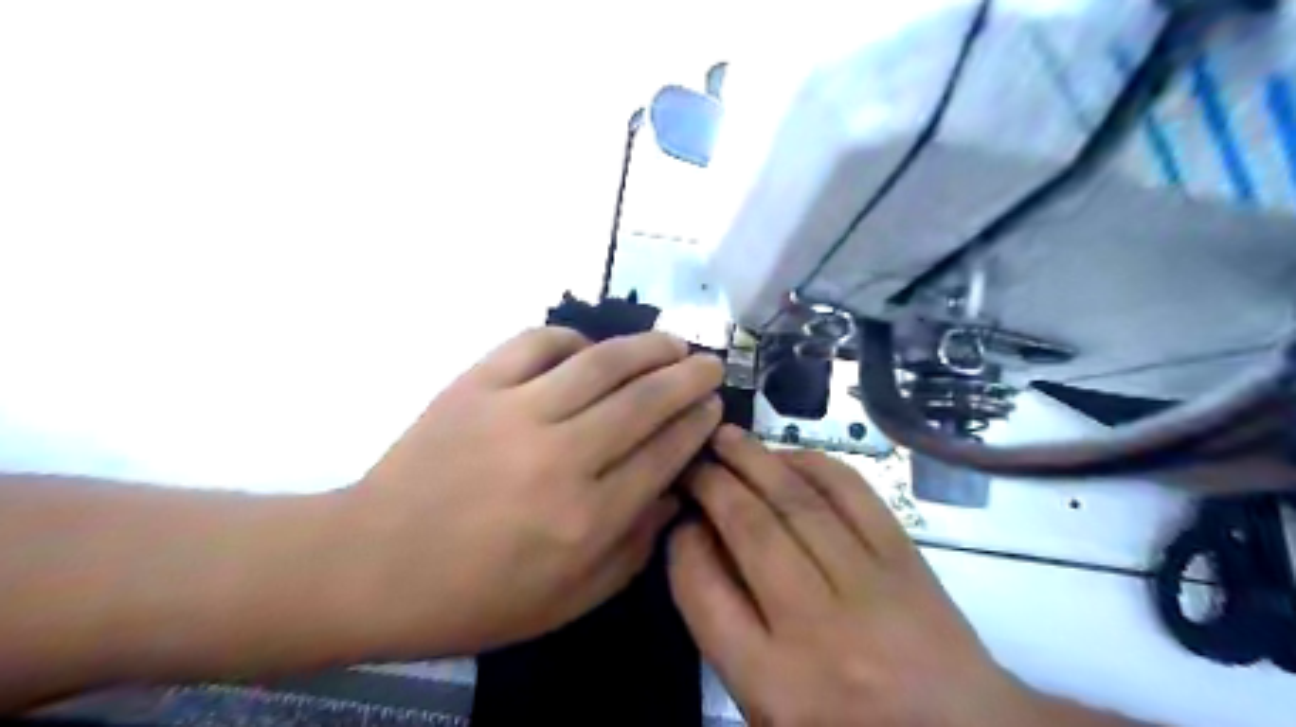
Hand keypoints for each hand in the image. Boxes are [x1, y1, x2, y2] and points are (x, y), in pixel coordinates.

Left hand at [350, 326, 724, 655]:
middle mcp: (561, 458)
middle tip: (710, 364)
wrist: (372, 565)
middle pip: (644, 401)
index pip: (663, 453)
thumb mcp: (569, 600)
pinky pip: (537, 344)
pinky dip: (572, 338)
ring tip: (672, 342)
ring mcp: (516, 412)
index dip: (696, 424)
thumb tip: (672, 493)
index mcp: (587, 519)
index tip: (713, 407)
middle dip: (688, 378)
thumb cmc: (476, 595)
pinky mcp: (476, 385)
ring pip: (601, 364)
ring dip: (647, 347)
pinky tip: (588, 348)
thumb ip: (634, 550)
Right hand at [672, 426, 1040, 725]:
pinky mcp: (906, 559)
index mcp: (773, 682)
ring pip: (799, 503)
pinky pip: (854, 495)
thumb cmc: (846, 722)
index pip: (704, 589)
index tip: (680, 519)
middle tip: (693, 461)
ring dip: (756, 460)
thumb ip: (726, 628)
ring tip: (727, 438)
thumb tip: (701, 540)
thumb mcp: (767, 704)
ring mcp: (868, 586)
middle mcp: (817, 628)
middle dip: (713, 484)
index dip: (683, 543)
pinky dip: (815, 465)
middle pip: (750, 530)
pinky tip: (789, 454)